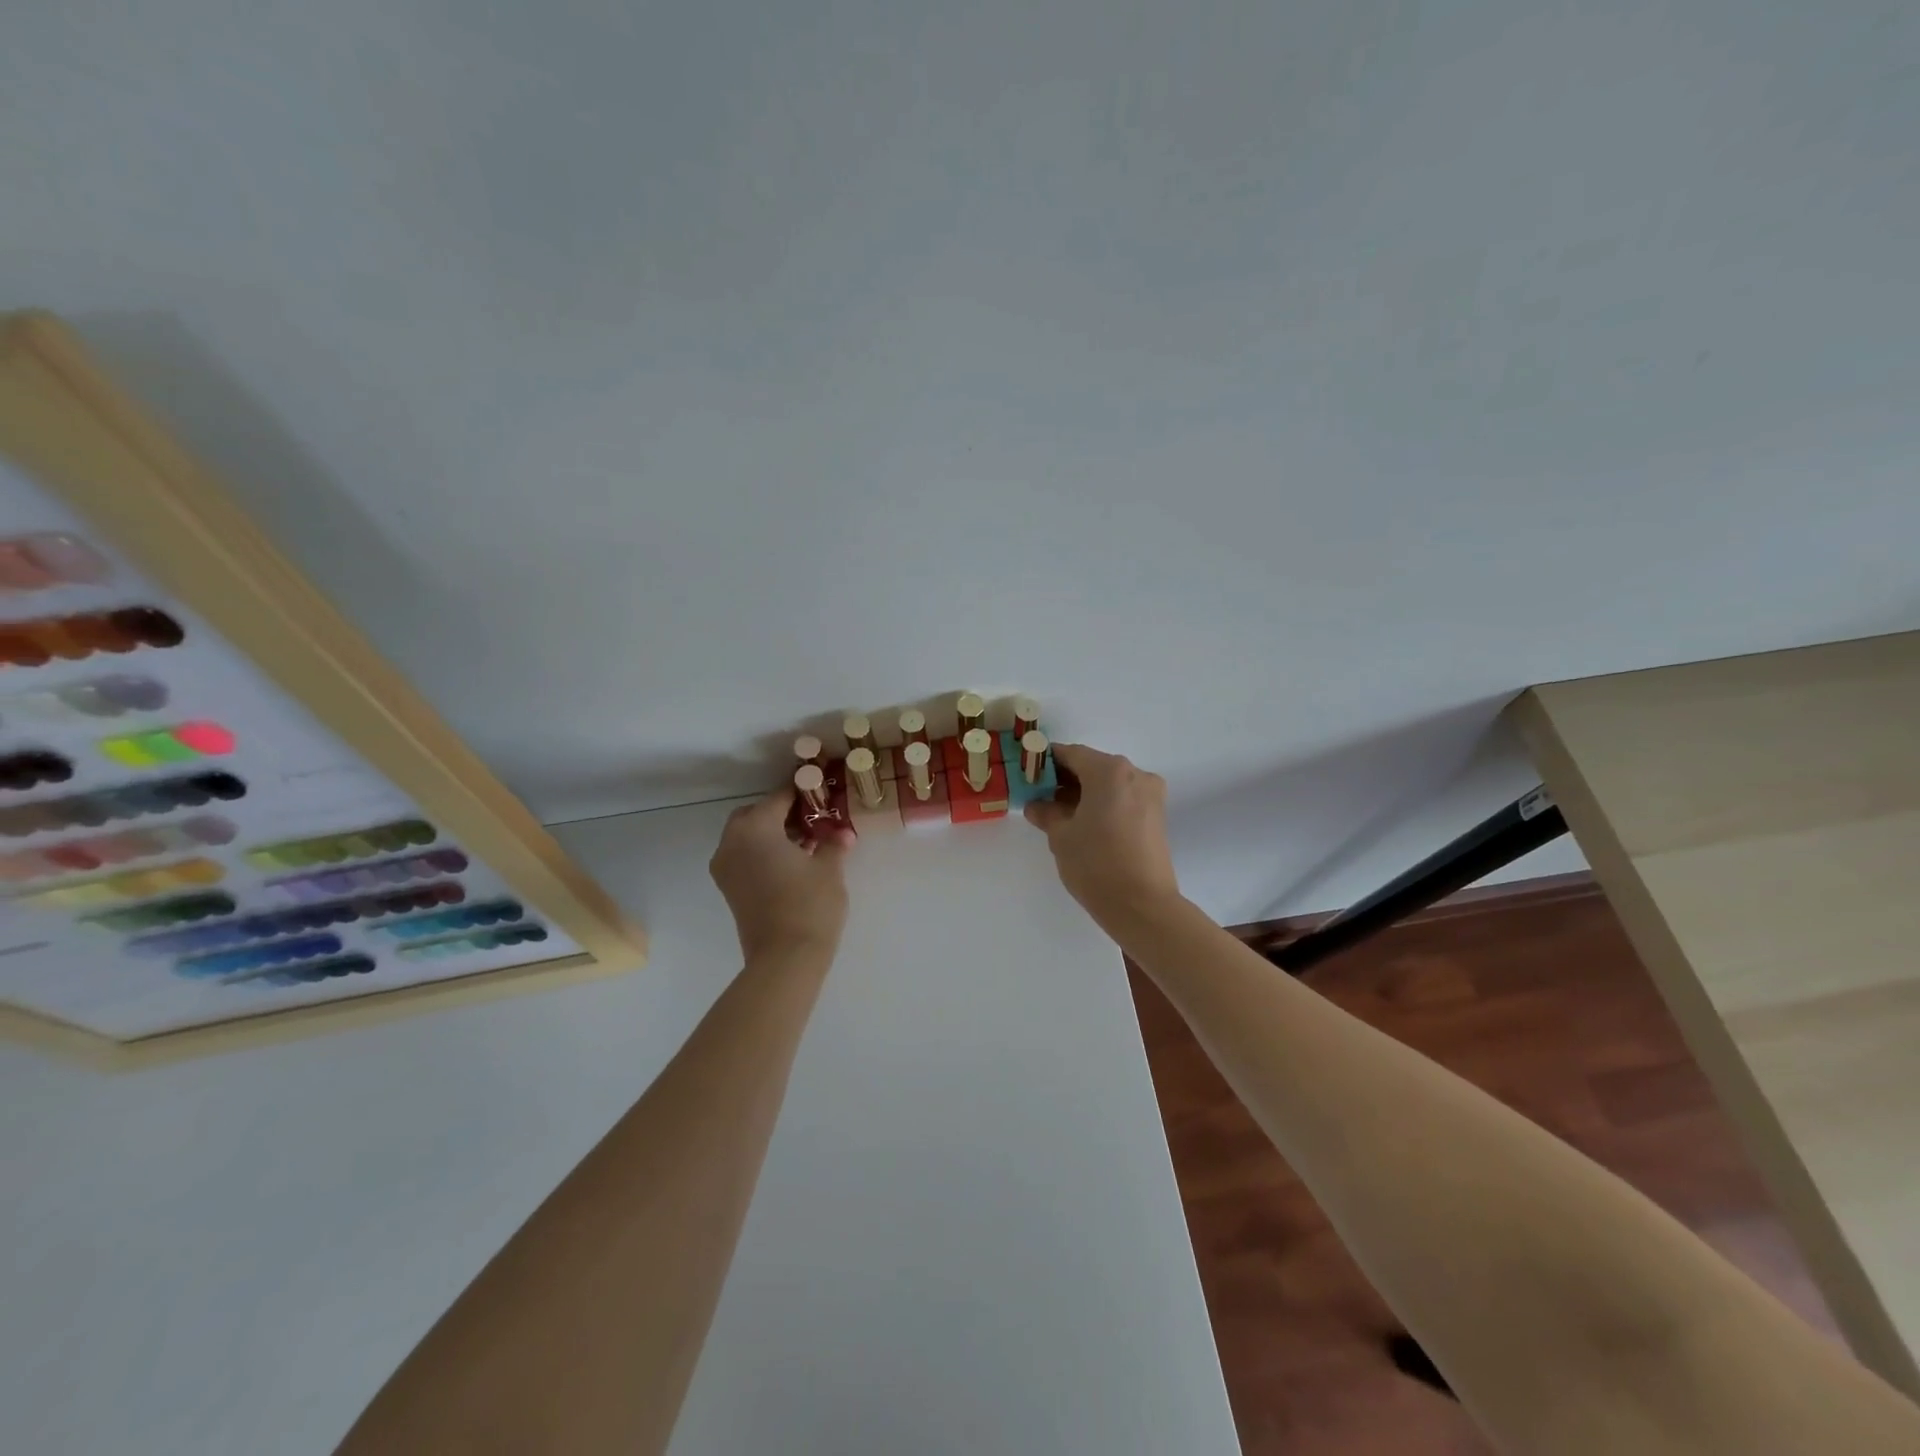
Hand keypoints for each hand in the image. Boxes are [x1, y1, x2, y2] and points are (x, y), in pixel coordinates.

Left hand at [709, 791, 853, 961]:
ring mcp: (725, 867)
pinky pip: (745, 856)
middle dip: (781, 813)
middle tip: (812, 817)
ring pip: (747, 836)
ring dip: (772, 833)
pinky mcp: (729, 889)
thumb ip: (833, 843)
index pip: (778, 798)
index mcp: (754, 828)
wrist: (785, 959)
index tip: (820, 788)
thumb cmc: (809, 904)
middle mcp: (731, 842)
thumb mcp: (829, 868)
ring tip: (807, 841)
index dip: (801, 791)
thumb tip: (842, 832)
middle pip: (756, 815)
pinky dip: (764, 852)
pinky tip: (794, 861)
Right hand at [1024, 744, 1181, 934]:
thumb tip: (1037, 805)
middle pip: (1093, 766)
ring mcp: (1150, 795)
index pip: (1071, 754)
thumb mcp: (1061, 836)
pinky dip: (1103, 803)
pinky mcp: (1157, 815)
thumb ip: (1046, 813)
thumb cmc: (1096, 864)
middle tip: (1039, 796)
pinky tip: (1083, 823)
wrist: (1142, 906)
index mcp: (1109, 771)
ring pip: (1109, 783)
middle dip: (1065, 778)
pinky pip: (1123, 798)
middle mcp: (1135, 774)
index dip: (1046, 762)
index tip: (1028, 774)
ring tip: (1059, 814)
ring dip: (1084, 792)